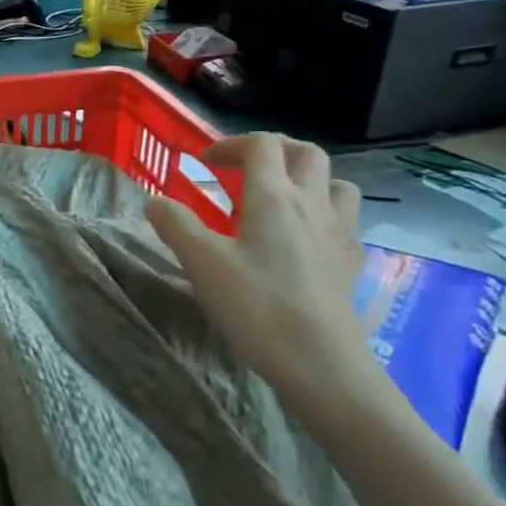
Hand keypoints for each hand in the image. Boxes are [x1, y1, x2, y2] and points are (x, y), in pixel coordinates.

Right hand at [150, 135, 387, 425]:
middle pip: (306, 154)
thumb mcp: (202, 263)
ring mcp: (339, 234)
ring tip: (282, 196)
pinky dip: (325, 214)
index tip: (205, 162)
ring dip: (308, 178)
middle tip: (245, 166)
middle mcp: (312, 205)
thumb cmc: (256, 306)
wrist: (321, 361)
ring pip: (335, 183)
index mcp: (274, 198)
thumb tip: (154, 201)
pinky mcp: (351, 263)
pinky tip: (307, 238)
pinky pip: (345, 221)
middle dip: (275, 149)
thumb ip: (176, 225)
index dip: (231, 144)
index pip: (261, 146)